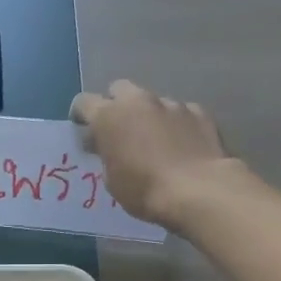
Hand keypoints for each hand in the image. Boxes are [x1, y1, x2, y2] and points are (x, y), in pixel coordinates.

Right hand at [70, 80, 238, 229]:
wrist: (198, 190)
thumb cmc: (144, 190)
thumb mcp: (112, 180)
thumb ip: (106, 155)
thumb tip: (108, 146)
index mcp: (109, 116)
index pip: (83, 102)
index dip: (81, 115)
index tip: (85, 131)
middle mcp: (138, 101)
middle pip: (119, 89)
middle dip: (116, 105)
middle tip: (120, 131)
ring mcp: (171, 103)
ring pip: (152, 101)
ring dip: (148, 116)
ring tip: (156, 142)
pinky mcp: (199, 111)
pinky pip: (181, 112)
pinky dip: (177, 124)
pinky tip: (182, 145)